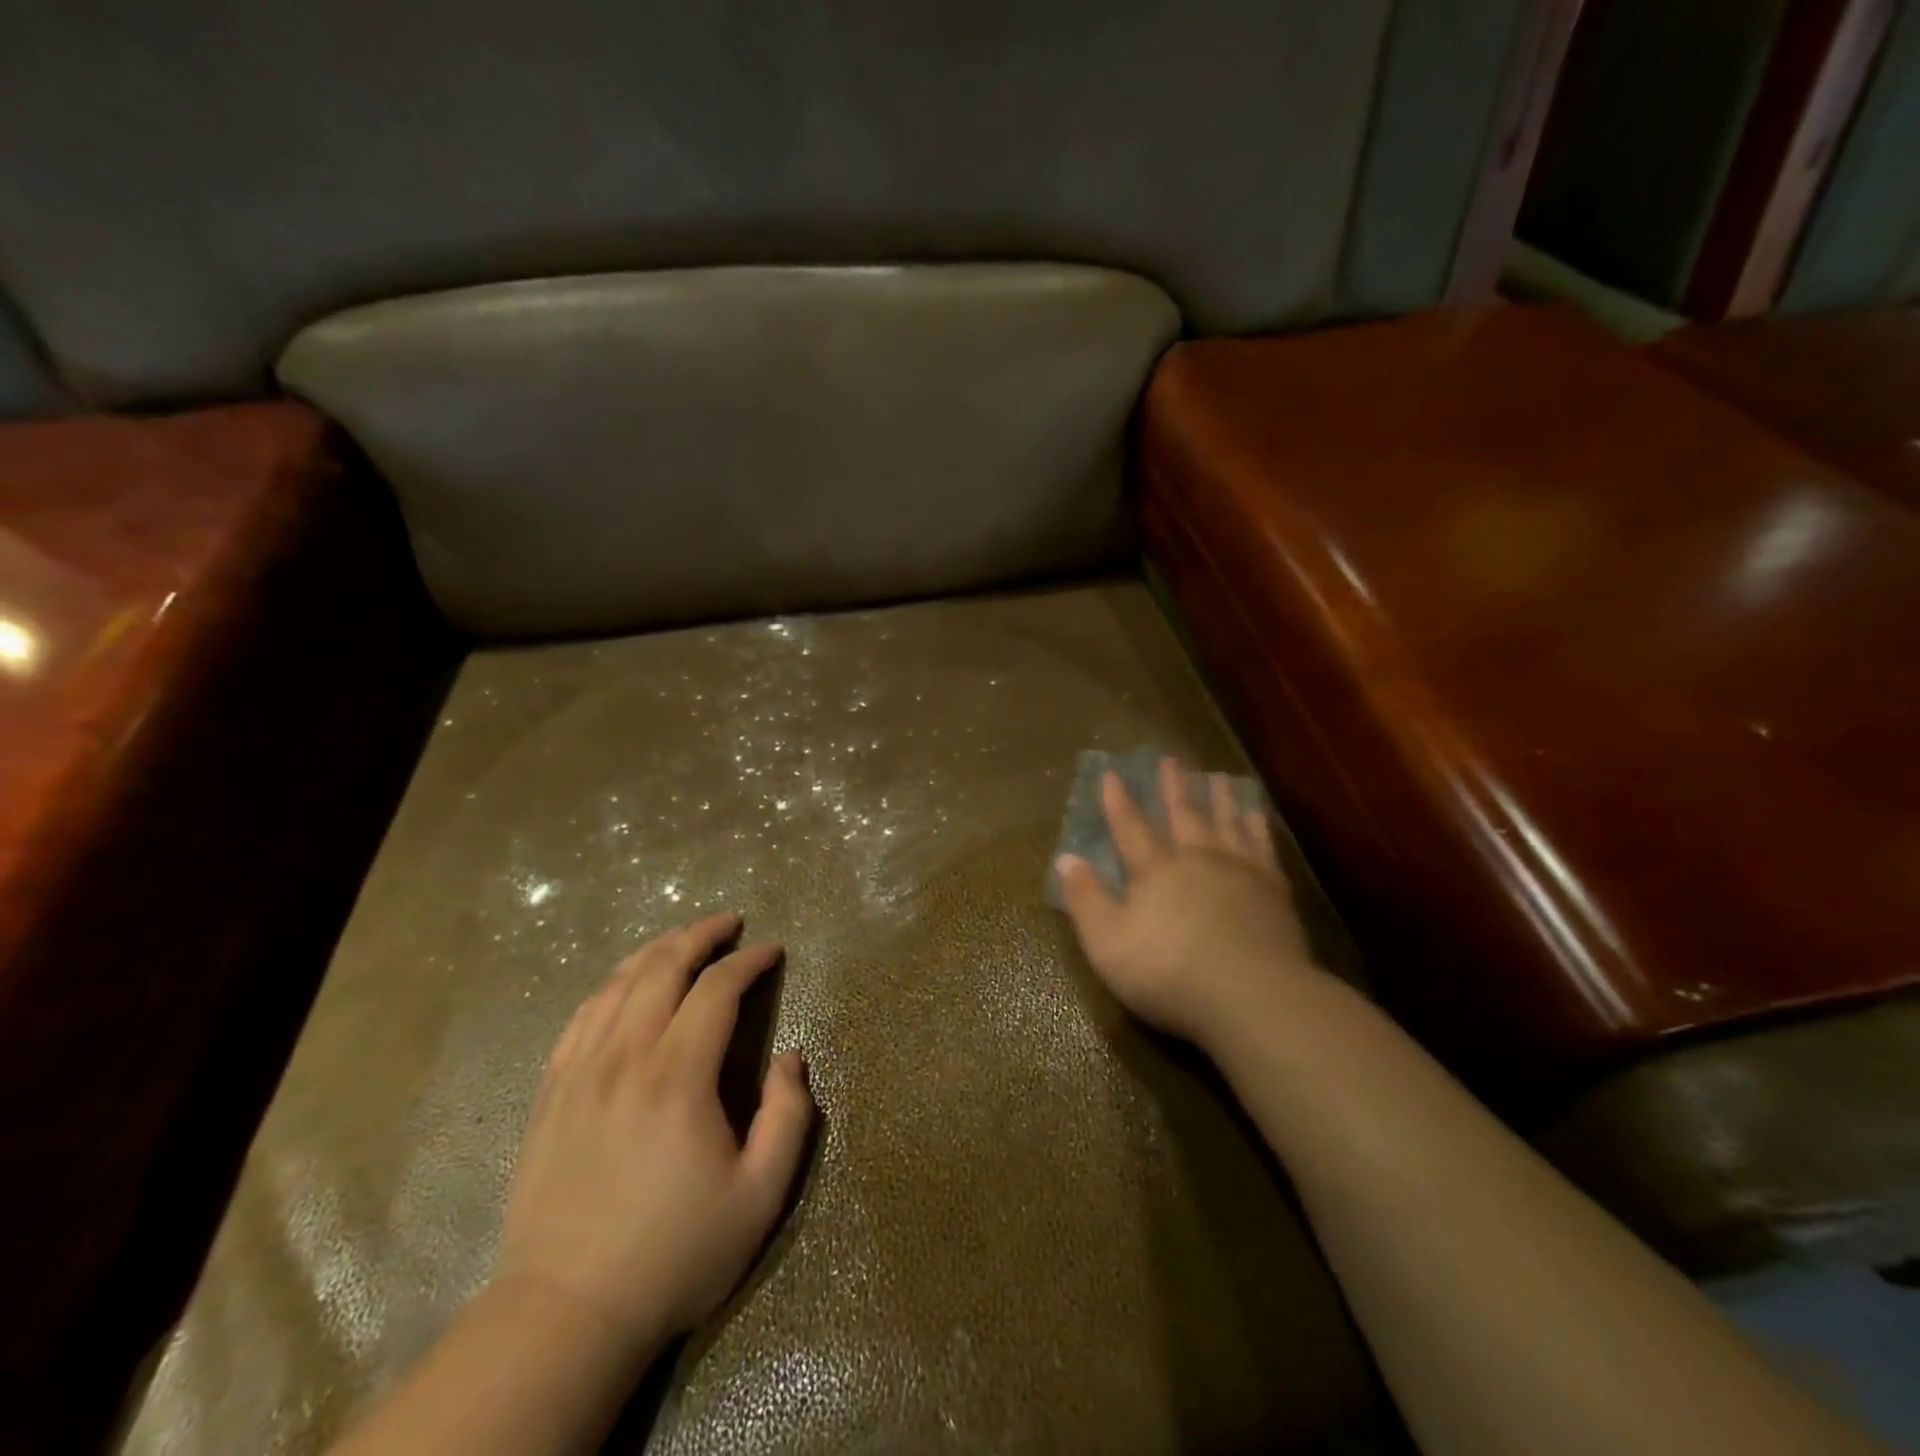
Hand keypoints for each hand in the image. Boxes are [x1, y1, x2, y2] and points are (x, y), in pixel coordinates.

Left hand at [492, 912, 812, 1366]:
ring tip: (683, 940)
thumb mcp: (760, 1195)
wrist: (566, 1314)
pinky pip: (580, 1017)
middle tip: (729, 922)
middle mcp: (625, 1058)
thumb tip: (790, 1058)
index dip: (748, 961)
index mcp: (678, 1077)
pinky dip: (610, 986)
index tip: (771, 950)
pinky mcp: (550, 1093)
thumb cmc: (675, 1253)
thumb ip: (789, 1117)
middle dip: (700, 935)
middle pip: (662, 968)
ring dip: (656, 950)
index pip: (716, 990)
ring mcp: (580, 1072)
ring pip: (617, 984)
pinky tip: (625, 984)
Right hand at [1056, 757, 1322, 1051]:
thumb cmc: (1169, 972)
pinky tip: (1256, 815)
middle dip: (1173, 786)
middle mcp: (1196, 859)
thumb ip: (1086, 899)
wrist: (1252, 996)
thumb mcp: (1108, 943)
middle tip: (1170, 758)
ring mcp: (1239, 872)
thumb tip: (1065, 859)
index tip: (1112, 773)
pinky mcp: (1273, 891)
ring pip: (1226, 823)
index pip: (1130, 827)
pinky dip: (1257, 827)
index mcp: (1155, 870)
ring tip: (1217, 776)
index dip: (1118, 801)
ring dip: (1219, 798)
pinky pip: (1263, 847)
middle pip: (1183, 814)